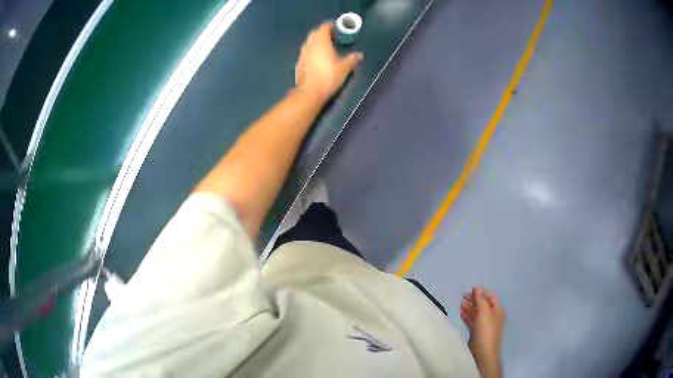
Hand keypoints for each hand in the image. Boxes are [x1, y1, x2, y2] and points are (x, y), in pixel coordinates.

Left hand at [295, 22, 362, 102]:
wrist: (310, 92)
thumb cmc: (329, 76)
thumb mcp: (345, 68)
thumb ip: (352, 59)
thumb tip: (359, 55)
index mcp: (321, 41)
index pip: (324, 27)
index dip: (331, 25)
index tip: (338, 28)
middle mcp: (309, 45)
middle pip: (315, 33)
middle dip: (323, 32)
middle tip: (333, 37)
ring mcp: (302, 54)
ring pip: (309, 42)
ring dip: (316, 41)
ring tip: (326, 47)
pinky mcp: (298, 63)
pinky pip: (306, 52)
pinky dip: (312, 51)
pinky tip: (318, 58)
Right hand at [460, 287, 504, 377]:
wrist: (483, 352)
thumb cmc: (486, 330)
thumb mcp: (485, 312)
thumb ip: (481, 300)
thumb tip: (478, 289)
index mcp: (498, 310)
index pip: (491, 297)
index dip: (482, 292)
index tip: (471, 289)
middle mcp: (493, 316)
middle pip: (484, 304)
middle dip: (474, 299)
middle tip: (463, 296)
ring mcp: (485, 325)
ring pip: (477, 313)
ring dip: (469, 307)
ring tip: (460, 303)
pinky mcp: (477, 332)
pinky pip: (472, 321)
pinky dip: (467, 316)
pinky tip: (461, 313)